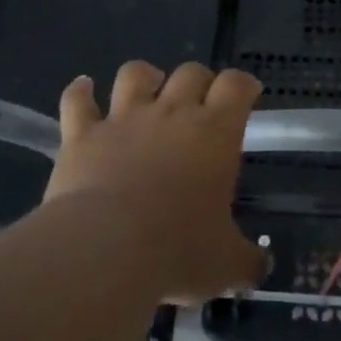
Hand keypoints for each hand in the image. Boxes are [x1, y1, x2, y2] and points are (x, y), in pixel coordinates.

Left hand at [46, 61, 268, 303]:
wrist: (105, 250)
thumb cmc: (177, 252)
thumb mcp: (224, 265)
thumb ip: (247, 261)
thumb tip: (263, 268)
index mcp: (214, 134)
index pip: (236, 86)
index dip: (242, 85)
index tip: (246, 95)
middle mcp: (171, 114)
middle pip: (190, 72)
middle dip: (198, 81)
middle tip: (199, 103)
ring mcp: (123, 119)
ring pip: (135, 74)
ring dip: (143, 76)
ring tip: (145, 88)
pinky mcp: (82, 134)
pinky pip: (77, 100)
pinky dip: (79, 92)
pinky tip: (82, 89)